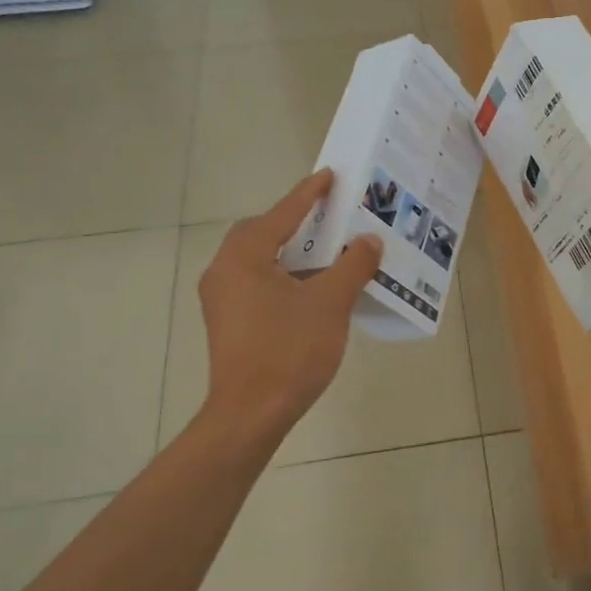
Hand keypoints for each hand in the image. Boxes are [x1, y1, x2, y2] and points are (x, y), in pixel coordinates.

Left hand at [195, 170, 381, 446]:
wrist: (251, 414)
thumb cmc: (289, 351)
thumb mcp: (330, 304)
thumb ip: (352, 265)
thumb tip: (368, 240)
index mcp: (244, 257)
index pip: (281, 214)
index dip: (308, 194)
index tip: (329, 176)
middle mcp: (225, 271)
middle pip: (262, 233)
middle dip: (295, 222)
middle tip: (329, 218)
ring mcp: (222, 299)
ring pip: (259, 260)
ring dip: (291, 252)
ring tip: (327, 252)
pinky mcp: (228, 322)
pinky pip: (258, 283)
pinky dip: (284, 276)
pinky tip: (311, 290)